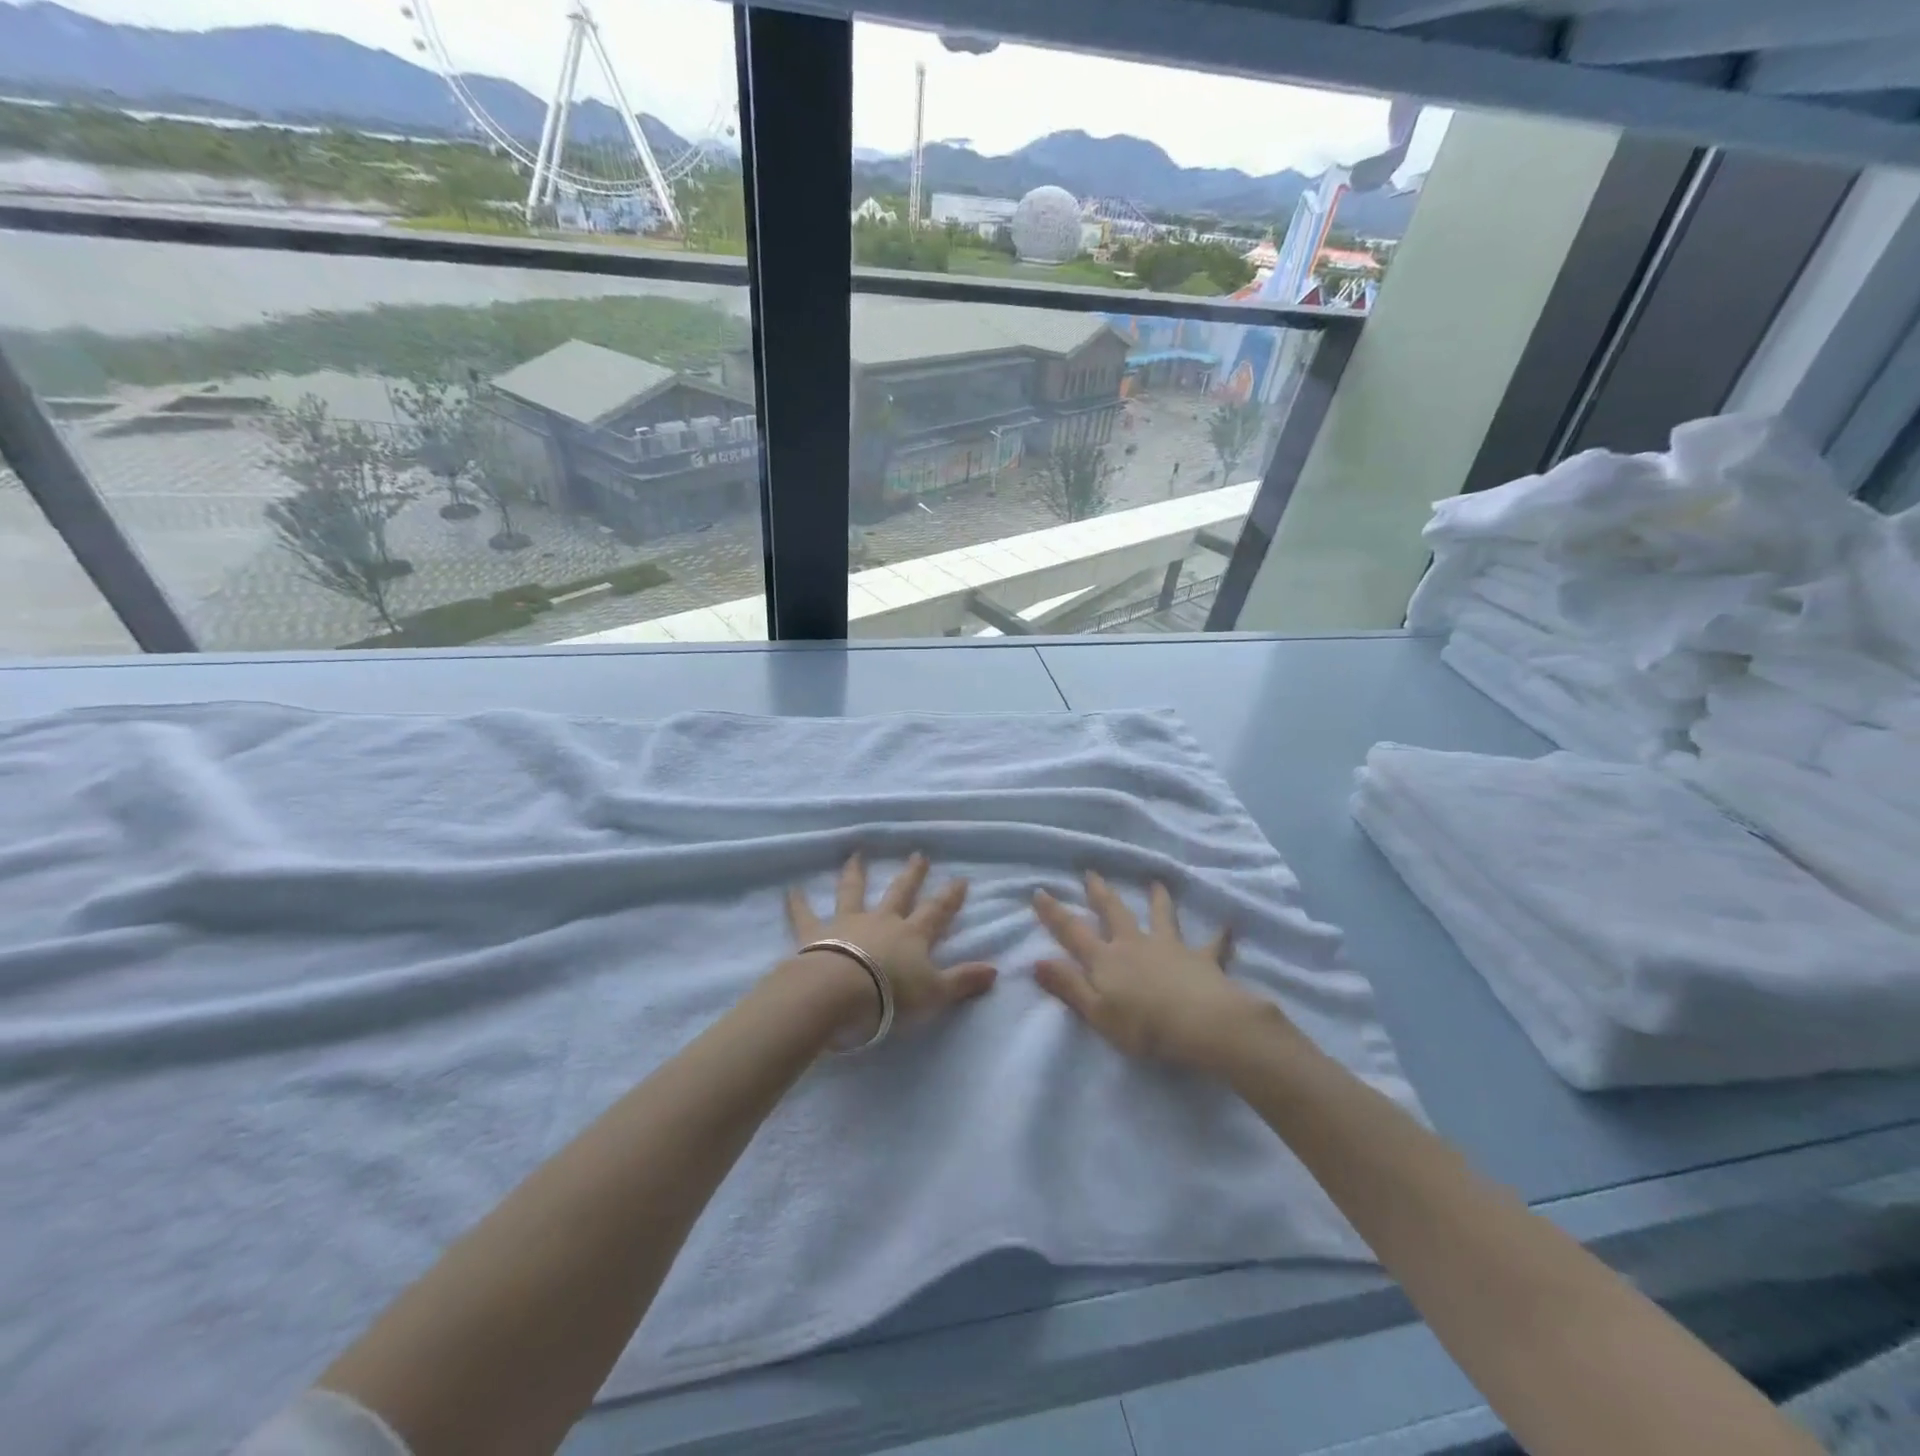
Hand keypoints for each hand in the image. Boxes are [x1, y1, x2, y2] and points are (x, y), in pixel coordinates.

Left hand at [786, 853, 997, 1042]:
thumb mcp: (935, 993)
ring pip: (853, 892)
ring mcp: (848, 923)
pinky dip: (797, 902)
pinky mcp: (815, 933)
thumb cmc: (891, 997)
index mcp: (912, 935)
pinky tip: (791, 889)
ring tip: (856, 855)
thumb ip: (963, 981)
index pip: (936, 912)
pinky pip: (804, 914)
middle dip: (911, 874)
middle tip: (918, 855)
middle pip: (899, 892)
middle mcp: (882, 921)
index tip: (959, 879)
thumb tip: (995, 971)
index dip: (949, 897)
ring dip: (856, 873)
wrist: (839, 994)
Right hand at [1034, 872, 1270, 1072]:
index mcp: (1106, 959)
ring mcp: (1170, 948)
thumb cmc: (1143, 1026)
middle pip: (1114, 913)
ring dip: (1158, 899)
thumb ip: (1068, 985)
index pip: (1073, 932)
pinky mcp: (1203, 959)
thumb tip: (1036, 961)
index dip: (1054, 913)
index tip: (1040, 891)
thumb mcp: (1096, 1012)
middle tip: (1092, 873)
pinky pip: (1213, 945)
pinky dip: (1220, 936)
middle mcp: (1135, 944)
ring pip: (1162, 917)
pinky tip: (1229, 926)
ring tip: (1156, 882)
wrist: (1203, 1024)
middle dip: (1101, 893)